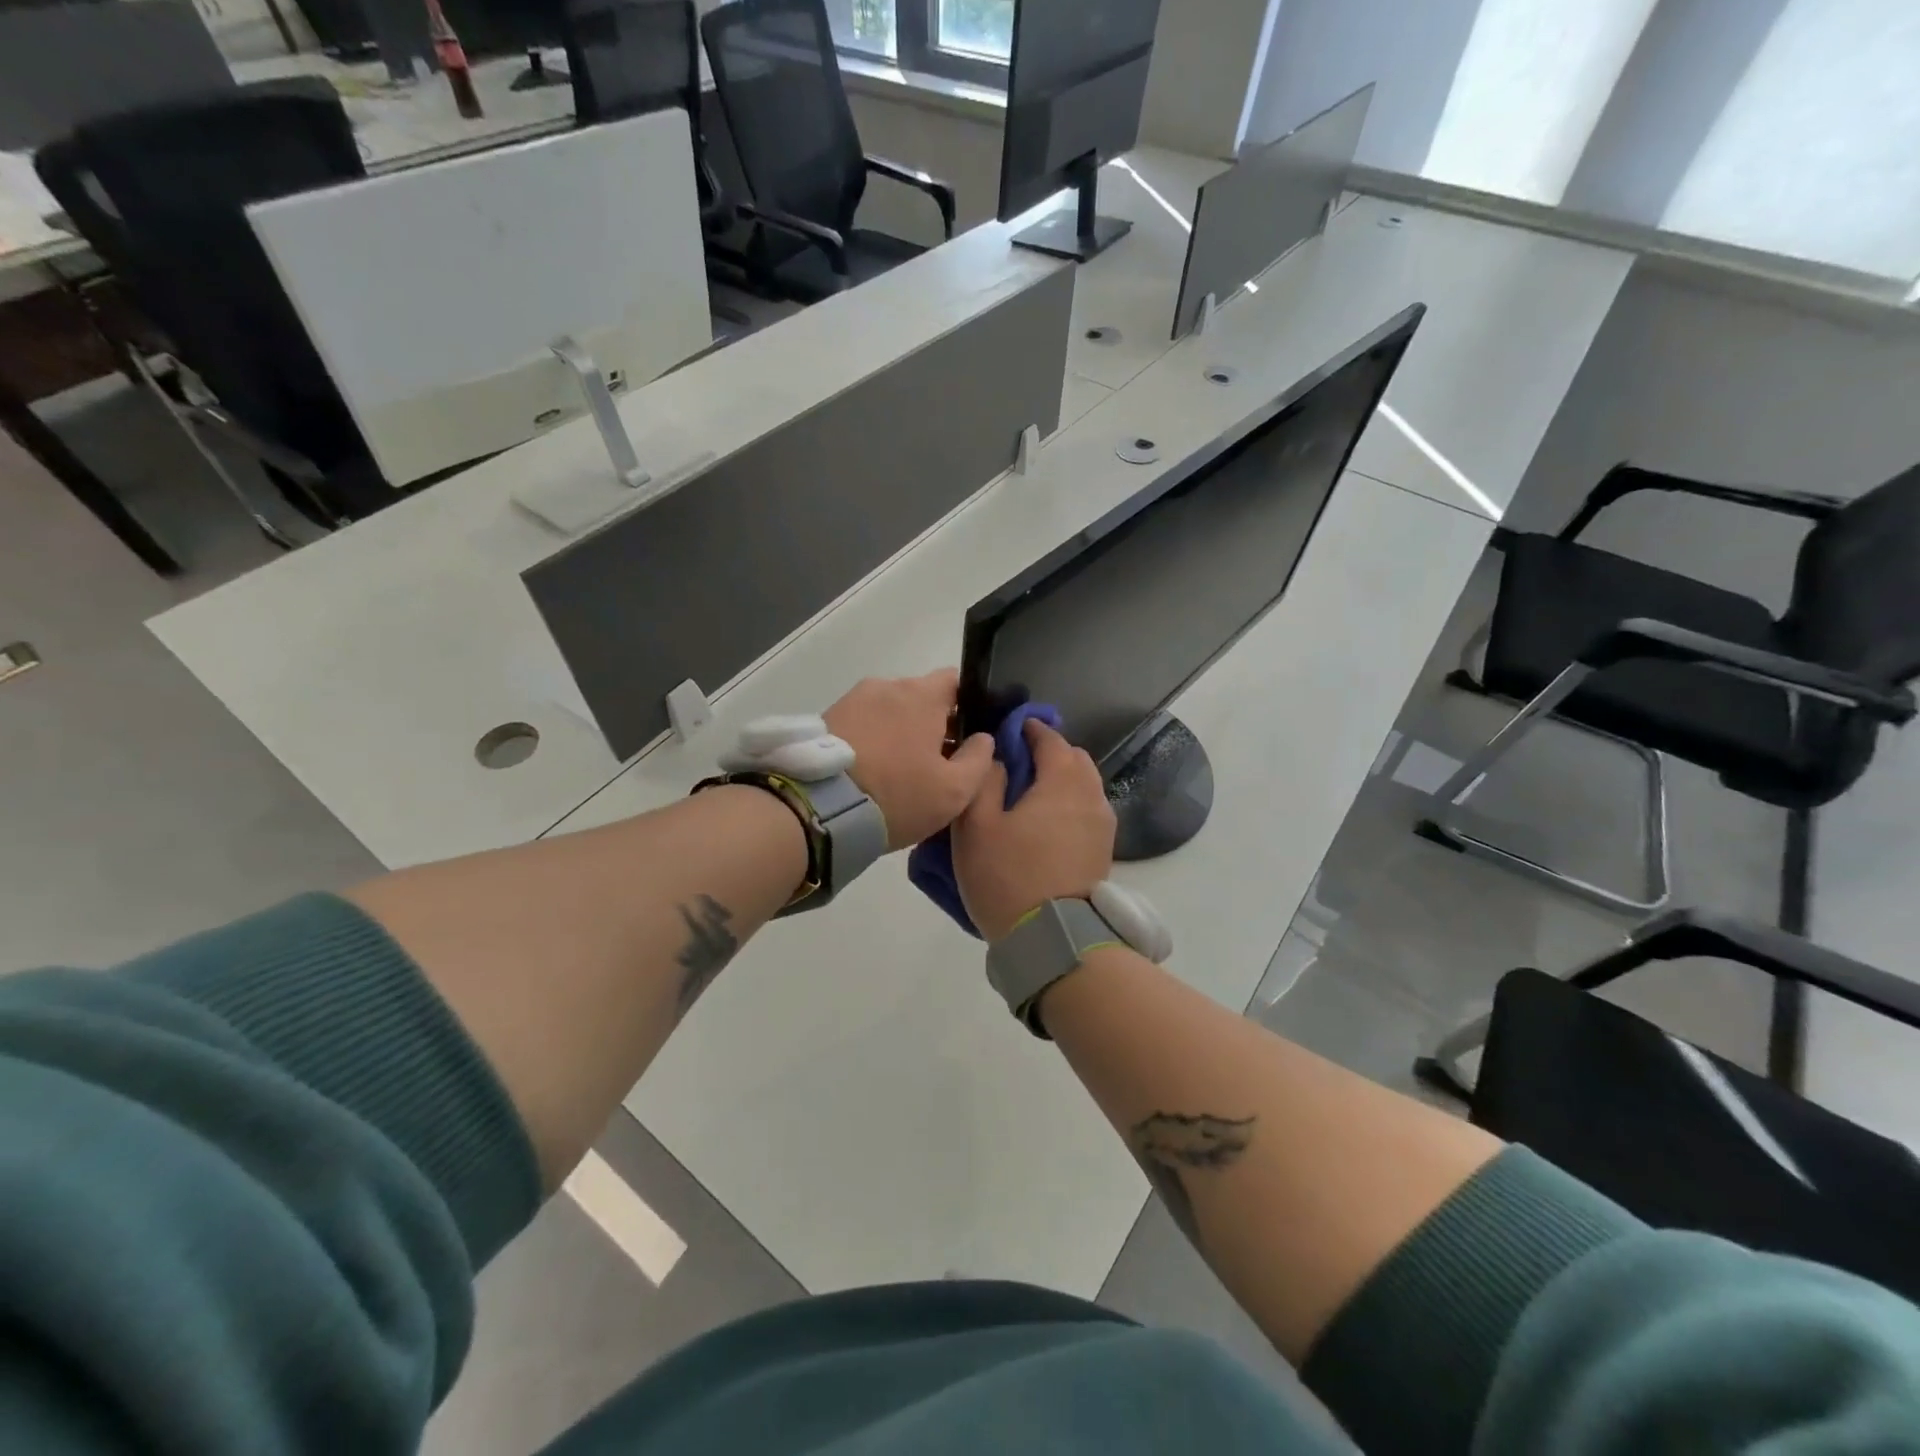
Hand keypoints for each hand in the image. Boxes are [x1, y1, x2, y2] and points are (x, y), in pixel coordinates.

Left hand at [824, 670, 994, 849]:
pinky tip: (871, 771)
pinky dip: (872, 740)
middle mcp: (887, 686)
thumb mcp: (955, 791)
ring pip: (890, 711)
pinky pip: (862, 723)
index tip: (966, 738)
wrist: (818, 809)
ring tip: (897, 770)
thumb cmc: (897, 795)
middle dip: (931, 724)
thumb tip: (983, 738)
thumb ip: (978, 759)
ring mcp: (853, 699)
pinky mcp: (827, 718)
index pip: (956, 681)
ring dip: (899, 732)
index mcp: (922, 694)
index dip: (967, 707)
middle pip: (921, 698)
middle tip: (934, 763)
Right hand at [952, 719, 1114, 942]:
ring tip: (1030, 798)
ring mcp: (1103, 825)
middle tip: (1017, 766)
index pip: (1051, 739)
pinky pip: (1087, 811)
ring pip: (1085, 786)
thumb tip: (996, 757)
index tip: (1008, 732)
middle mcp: (1092, 796)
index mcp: (1062, 782)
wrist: (1053, 938)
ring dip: (1061, 781)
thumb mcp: (976, 826)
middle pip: (1075, 759)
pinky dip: (1070, 805)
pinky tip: (1046, 824)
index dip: (1029, 730)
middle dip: (1049, 754)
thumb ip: (984, 781)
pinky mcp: (1104, 851)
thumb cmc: (1008, 876)